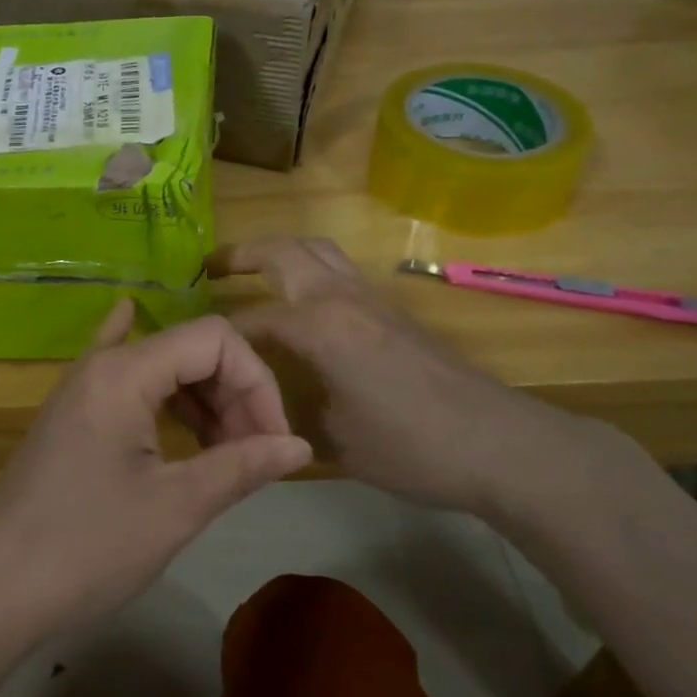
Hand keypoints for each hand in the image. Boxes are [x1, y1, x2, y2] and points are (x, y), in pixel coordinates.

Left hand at [0, 301, 313, 638]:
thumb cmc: (88, 546)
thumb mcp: (175, 507)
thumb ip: (240, 466)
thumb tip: (301, 447)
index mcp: (126, 371)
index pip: (215, 340)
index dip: (258, 382)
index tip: (275, 442)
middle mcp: (103, 362)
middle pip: (190, 348)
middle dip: (235, 392)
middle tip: (254, 455)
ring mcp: (83, 385)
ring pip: (162, 365)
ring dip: (204, 398)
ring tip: (225, 451)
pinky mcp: (74, 411)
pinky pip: (123, 374)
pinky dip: (156, 378)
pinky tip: (157, 357)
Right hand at [213, 237, 606, 518]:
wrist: (498, 443)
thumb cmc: (411, 446)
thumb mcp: (335, 440)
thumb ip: (289, 413)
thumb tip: (259, 409)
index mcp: (320, 327)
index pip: (253, 320)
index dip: (221, 335)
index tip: (198, 349)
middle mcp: (341, 298)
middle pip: (284, 251)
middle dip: (241, 254)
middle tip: (210, 268)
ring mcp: (371, 298)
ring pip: (317, 250)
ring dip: (280, 252)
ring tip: (253, 270)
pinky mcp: (393, 309)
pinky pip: (338, 270)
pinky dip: (309, 269)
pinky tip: (303, 303)